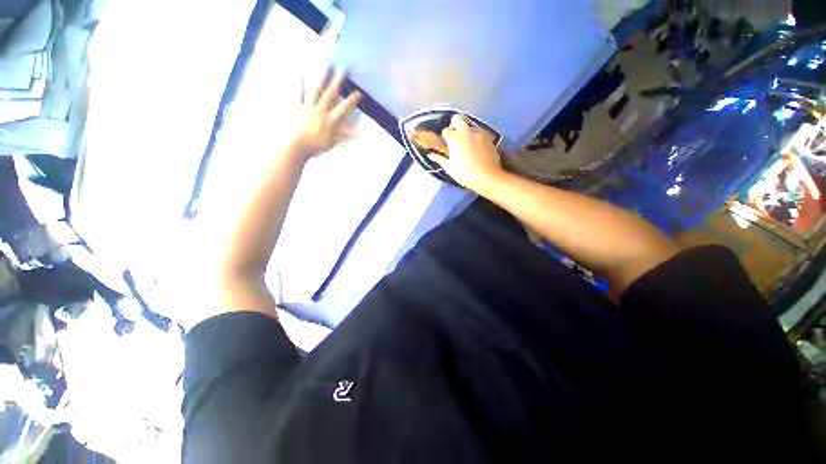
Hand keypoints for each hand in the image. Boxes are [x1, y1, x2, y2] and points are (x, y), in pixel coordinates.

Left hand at [292, 69, 361, 158]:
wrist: (297, 145)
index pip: (344, 108)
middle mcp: (321, 110)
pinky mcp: (297, 107)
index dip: (351, 100)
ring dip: (321, 77)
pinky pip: (299, 94)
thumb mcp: (333, 142)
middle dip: (337, 81)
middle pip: (330, 94)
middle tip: (343, 68)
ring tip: (325, 65)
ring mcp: (309, 107)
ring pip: (316, 90)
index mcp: (330, 120)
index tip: (358, 92)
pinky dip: (300, 84)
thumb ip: (345, 136)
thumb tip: (358, 133)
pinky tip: (301, 73)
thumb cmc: (316, 146)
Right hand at [428, 114, 504, 191]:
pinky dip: (476, 139)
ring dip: (467, 133)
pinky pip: (480, 134)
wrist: (487, 177)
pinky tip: (477, 150)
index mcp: (454, 139)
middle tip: (455, 136)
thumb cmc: (465, 174)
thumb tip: (430, 155)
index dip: (445, 137)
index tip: (446, 144)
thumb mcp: (450, 168)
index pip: (446, 130)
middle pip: (458, 118)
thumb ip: (440, 159)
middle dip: (454, 124)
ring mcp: (479, 134)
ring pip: (470, 127)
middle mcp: (466, 132)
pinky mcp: (489, 138)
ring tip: (467, 146)